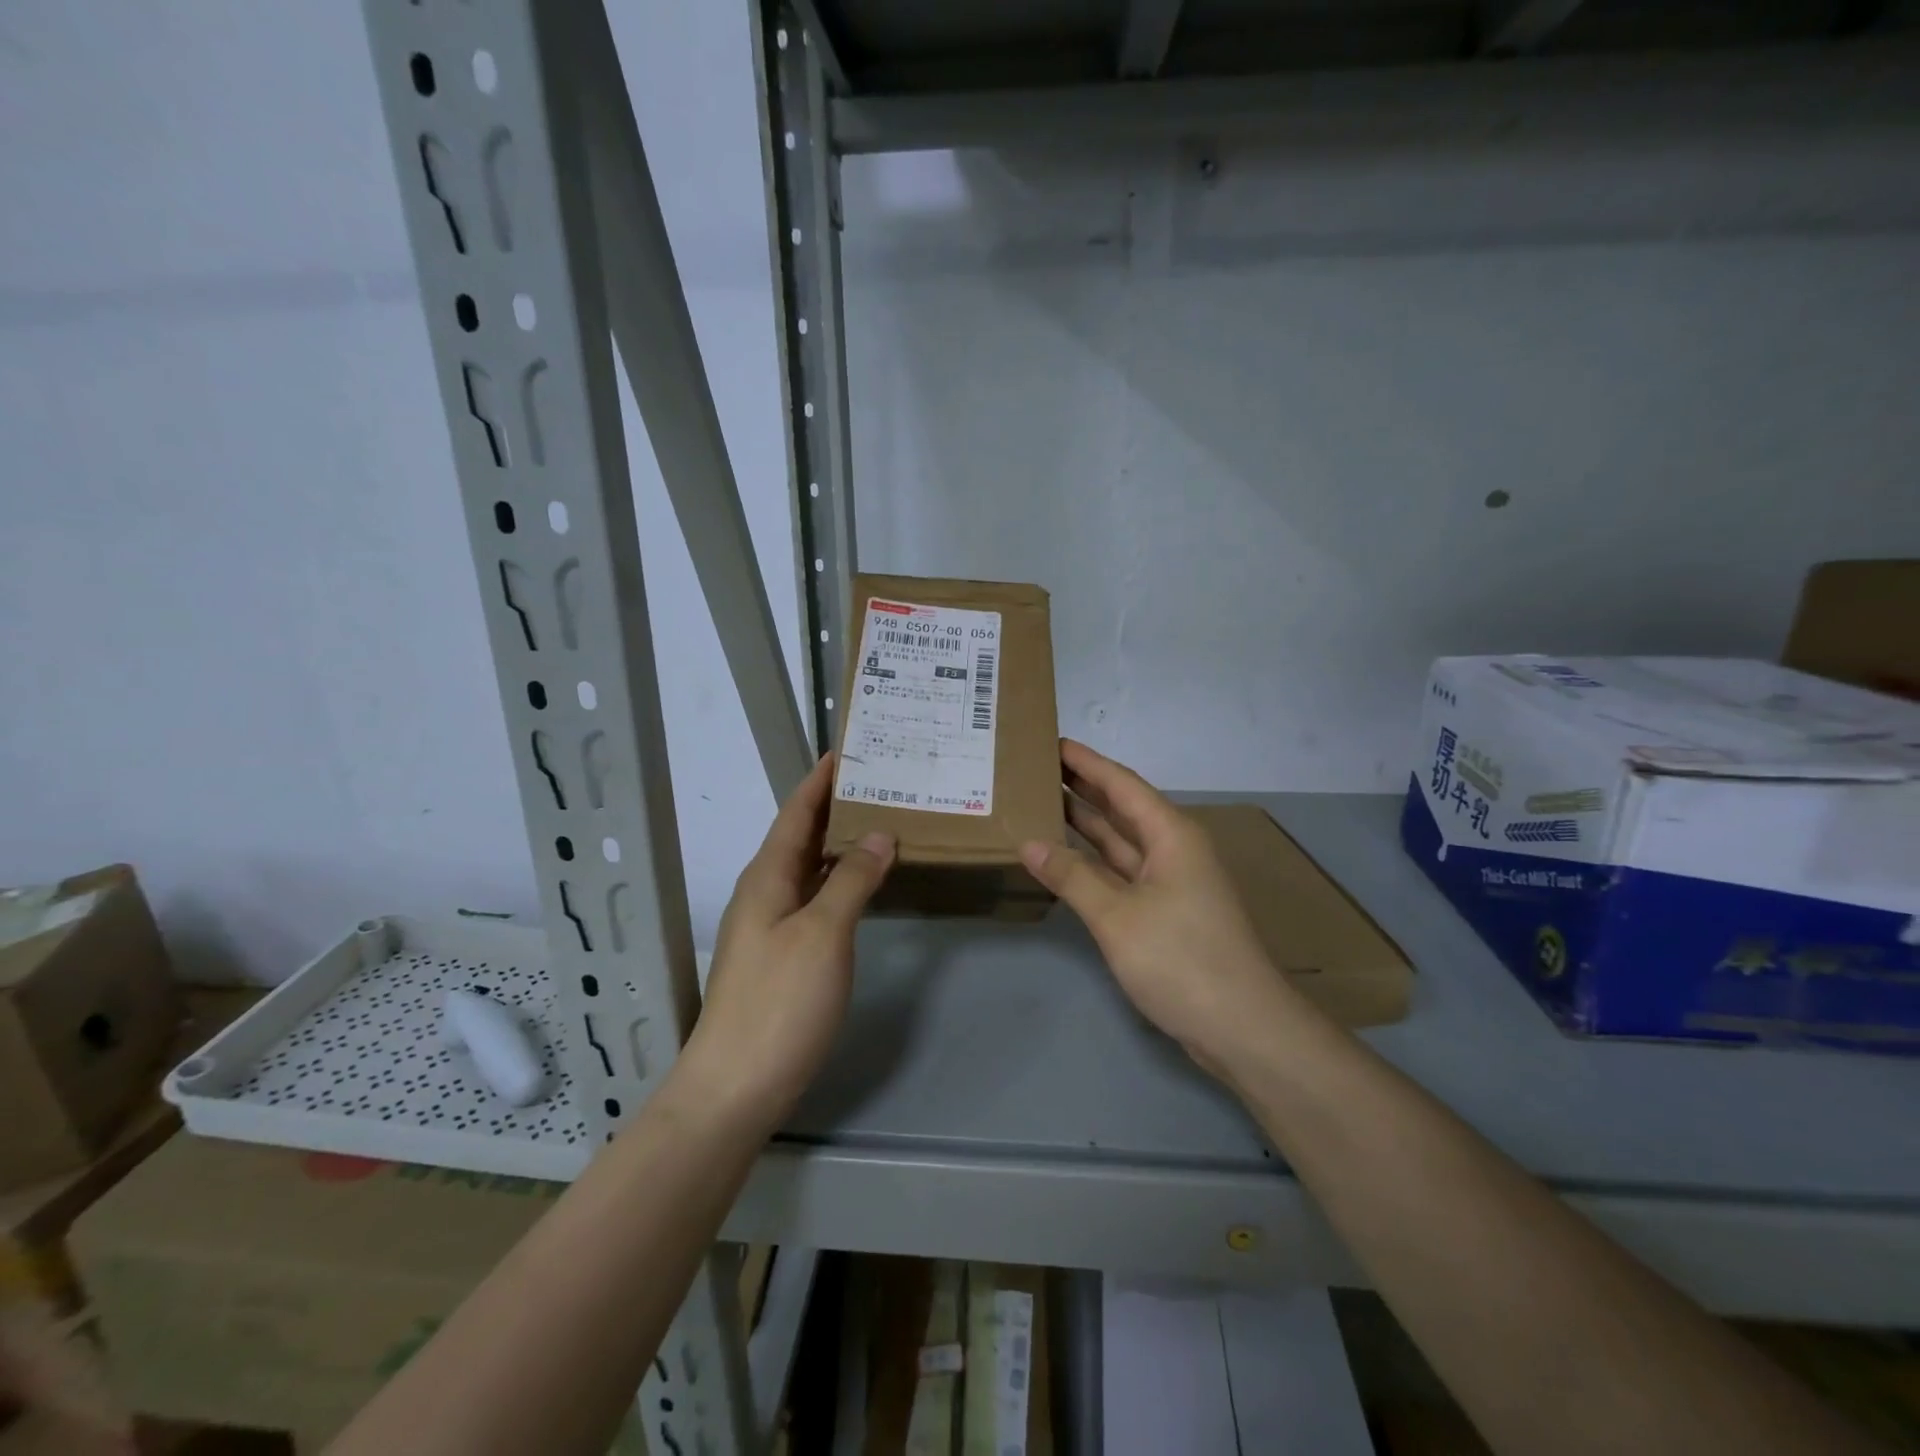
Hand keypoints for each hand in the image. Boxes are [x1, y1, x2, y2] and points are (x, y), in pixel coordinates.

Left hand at [681, 754, 893, 1126]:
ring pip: (809, 869)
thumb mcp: (823, 933)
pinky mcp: (783, 956)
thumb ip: (851, 879)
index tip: (847, 750)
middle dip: (836, 807)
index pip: (795, 812)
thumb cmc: (779, 1001)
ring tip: (883, 823)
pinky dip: (840, 881)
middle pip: (801, 836)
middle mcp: (765, 893)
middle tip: (881, 783)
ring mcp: (771, 927)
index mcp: (767, 877)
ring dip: (840, 844)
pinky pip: (815, 899)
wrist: (737, 1086)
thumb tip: (879, 834)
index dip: (819, 780)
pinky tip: (866, 885)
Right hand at [1020, 740, 1296, 1076]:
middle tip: (1038, 768)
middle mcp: (1173, 850)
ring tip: (1044, 802)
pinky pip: (1123, 872)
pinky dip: (1095, 863)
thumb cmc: (1181, 959)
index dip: (1087, 763)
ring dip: (1087, 824)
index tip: (1053, 742)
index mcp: (1171, 835)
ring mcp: (1171, 883)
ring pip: (1121, 842)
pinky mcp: (1166, 913)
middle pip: (1123, 808)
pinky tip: (1066, 858)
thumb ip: (1072, 876)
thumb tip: (1029, 843)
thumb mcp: (1117, 916)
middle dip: (1084, 787)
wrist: (1241, 1027)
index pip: (1122, 784)